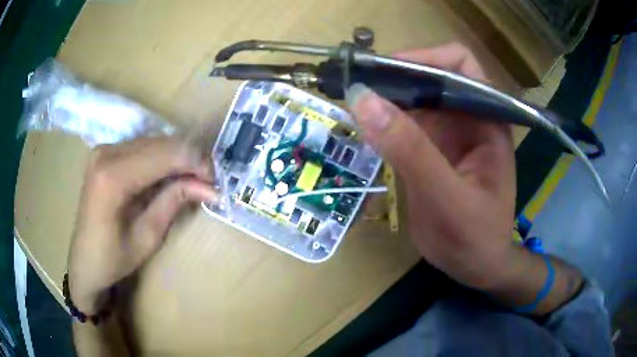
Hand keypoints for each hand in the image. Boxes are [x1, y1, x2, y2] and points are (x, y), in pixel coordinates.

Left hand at [67, 137, 216, 312]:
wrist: (84, 261)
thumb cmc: (113, 259)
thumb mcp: (148, 237)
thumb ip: (174, 202)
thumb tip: (209, 187)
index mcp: (113, 177)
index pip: (165, 154)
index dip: (196, 162)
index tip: (216, 182)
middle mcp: (107, 153)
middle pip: (162, 143)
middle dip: (190, 159)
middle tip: (208, 183)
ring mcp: (105, 149)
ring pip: (155, 142)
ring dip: (178, 159)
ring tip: (193, 182)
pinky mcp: (106, 152)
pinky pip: (143, 147)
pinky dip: (163, 159)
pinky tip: (170, 177)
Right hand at [346, 43, 515, 289]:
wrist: (475, 267)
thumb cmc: (475, 237)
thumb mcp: (447, 198)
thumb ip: (411, 150)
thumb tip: (363, 101)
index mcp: (486, 119)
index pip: (459, 64)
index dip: (424, 57)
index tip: (386, 71)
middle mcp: (467, 117)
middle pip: (429, 76)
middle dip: (393, 77)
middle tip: (354, 88)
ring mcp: (447, 133)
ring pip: (411, 99)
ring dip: (382, 99)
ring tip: (350, 104)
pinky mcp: (429, 150)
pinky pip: (402, 125)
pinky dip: (380, 123)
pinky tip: (361, 129)